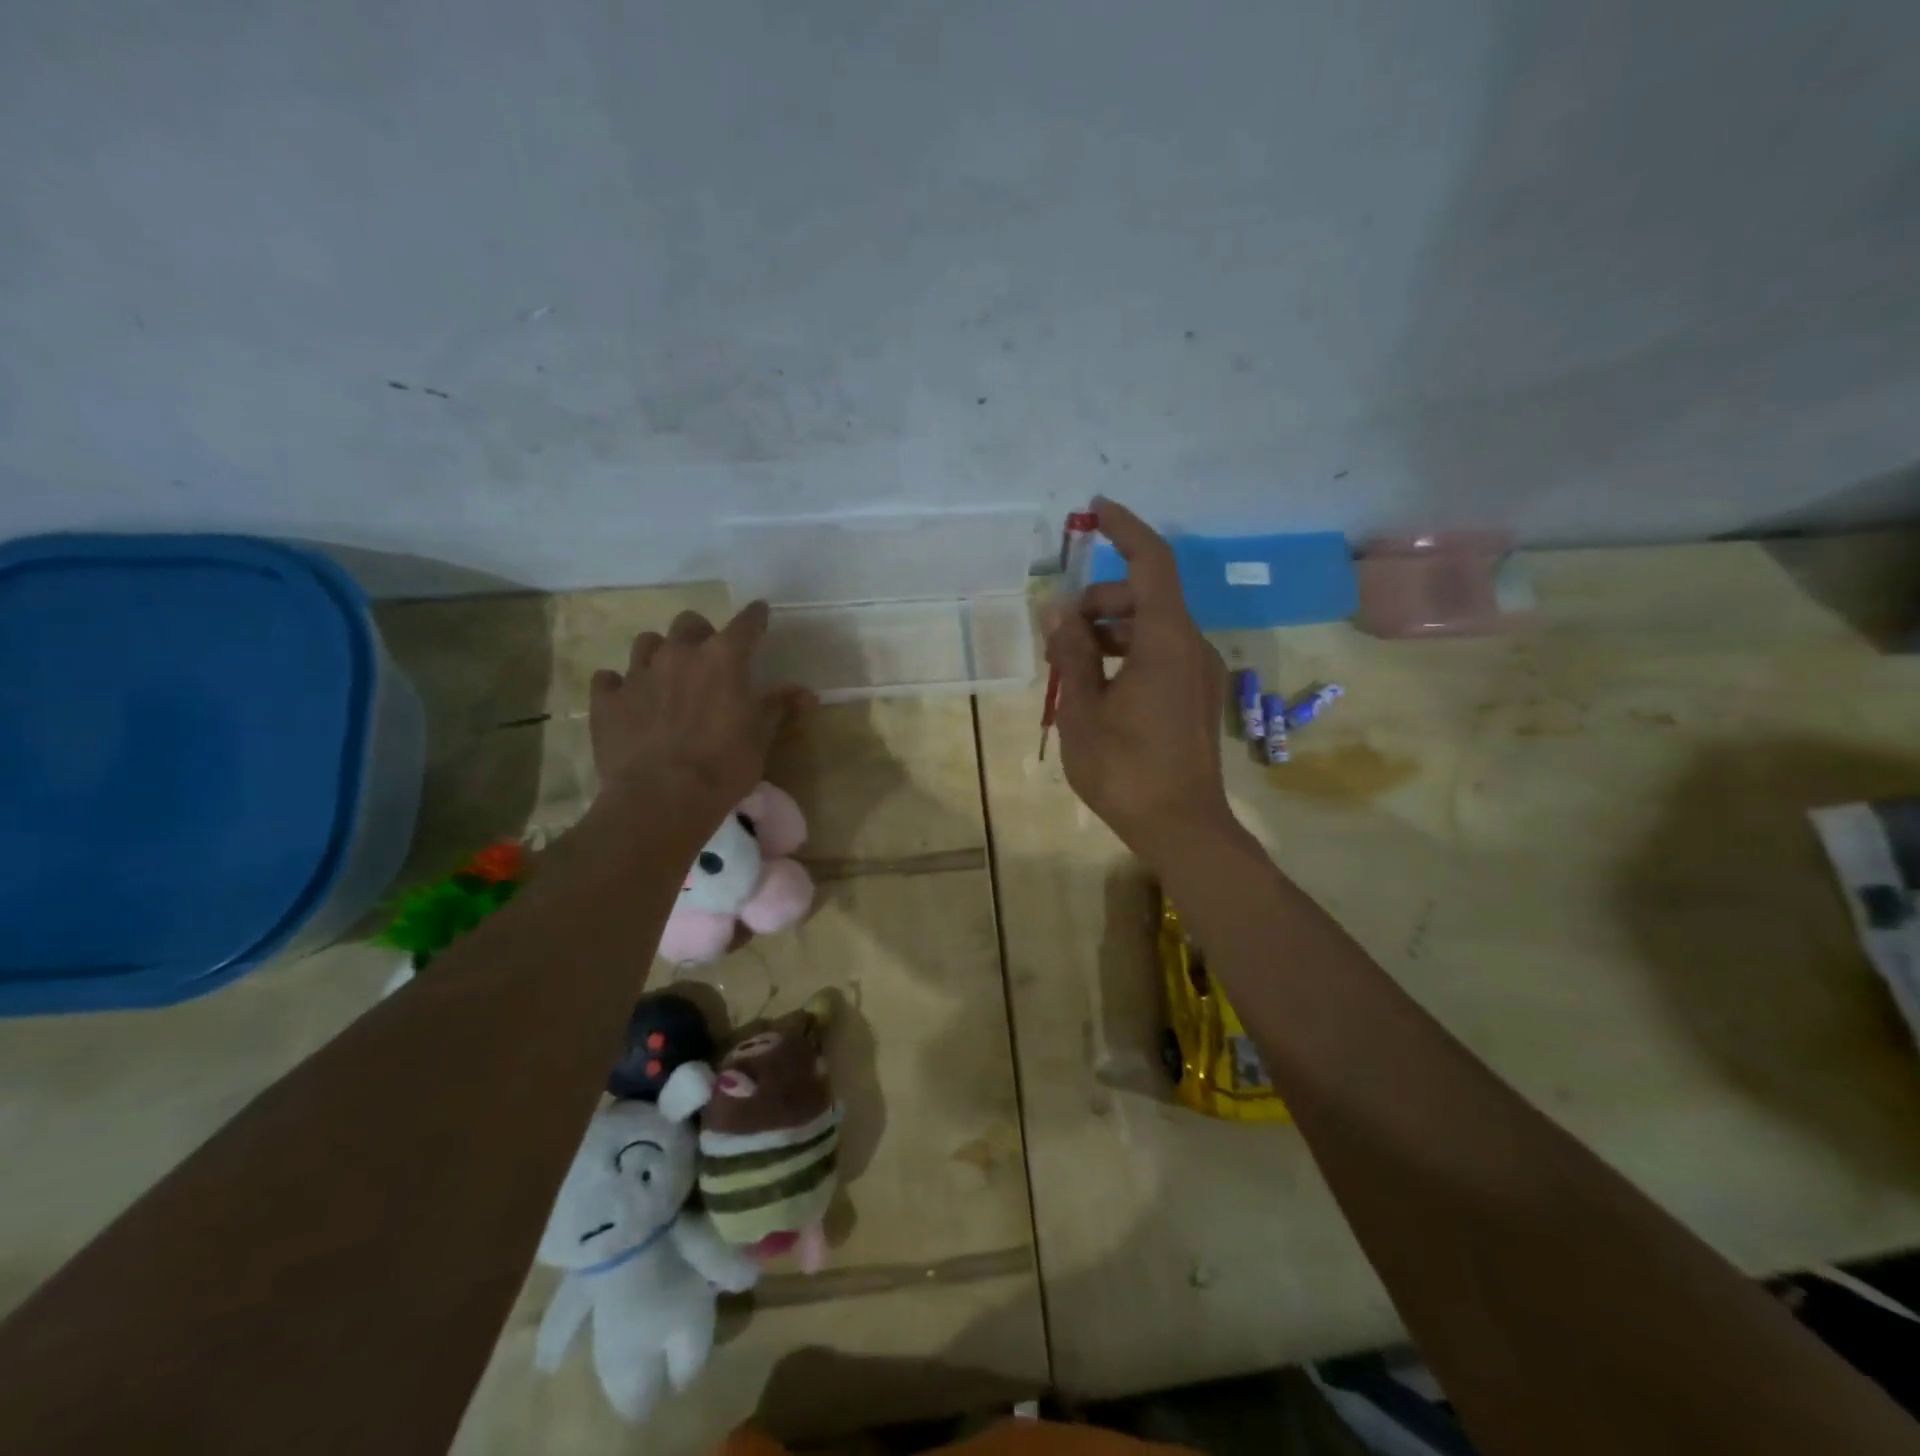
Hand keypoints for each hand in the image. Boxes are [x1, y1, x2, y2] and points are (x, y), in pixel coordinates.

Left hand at [588, 602, 810, 823]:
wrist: (662, 798)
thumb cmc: (724, 766)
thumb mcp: (761, 737)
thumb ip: (779, 707)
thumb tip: (808, 694)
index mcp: (723, 658)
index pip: (745, 623)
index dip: (755, 617)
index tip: (760, 613)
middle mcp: (679, 654)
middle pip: (689, 622)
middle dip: (701, 633)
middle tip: (708, 657)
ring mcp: (638, 674)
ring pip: (646, 642)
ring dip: (660, 653)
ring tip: (667, 676)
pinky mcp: (607, 700)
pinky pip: (608, 679)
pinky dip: (619, 685)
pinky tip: (628, 701)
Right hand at [1042, 499, 1230, 856]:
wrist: (1183, 828)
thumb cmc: (1127, 770)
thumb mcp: (1083, 711)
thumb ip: (1071, 654)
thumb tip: (1057, 609)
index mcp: (1167, 641)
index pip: (1151, 563)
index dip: (1125, 530)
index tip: (1097, 510)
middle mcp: (1192, 646)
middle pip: (1146, 598)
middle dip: (1099, 602)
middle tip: (1057, 635)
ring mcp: (1199, 673)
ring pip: (1152, 628)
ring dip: (1110, 632)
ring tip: (1068, 665)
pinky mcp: (1196, 696)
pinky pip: (1161, 654)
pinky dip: (1127, 654)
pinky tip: (1096, 686)